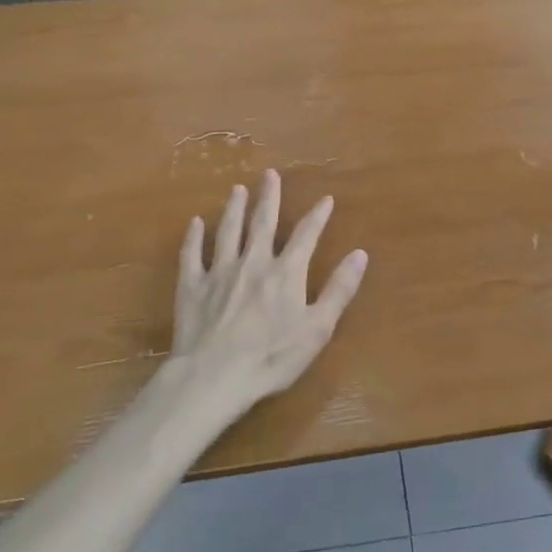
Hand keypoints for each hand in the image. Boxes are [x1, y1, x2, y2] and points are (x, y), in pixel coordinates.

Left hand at [169, 170, 368, 416]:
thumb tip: (360, 254)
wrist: (214, 376)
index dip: (317, 216)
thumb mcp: (317, 328)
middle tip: (270, 174)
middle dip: (268, 197)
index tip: (325, 199)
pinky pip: (191, 254)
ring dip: (234, 208)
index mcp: (286, 272)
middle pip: (262, 222)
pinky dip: (193, 237)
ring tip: (237, 189)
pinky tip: (195, 223)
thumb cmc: (271, 357)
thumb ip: (339, 289)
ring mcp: (219, 271)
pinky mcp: (192, 286)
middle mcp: (253, 262)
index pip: (306, 235)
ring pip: (228, 231)